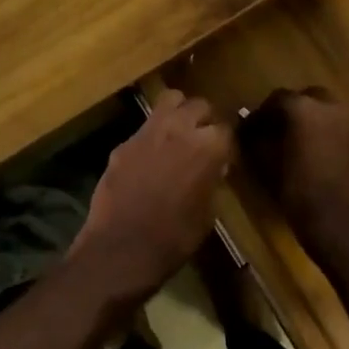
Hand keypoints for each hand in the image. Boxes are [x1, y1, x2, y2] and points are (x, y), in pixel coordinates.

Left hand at [70, 91, 232, 303]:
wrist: (122, 247)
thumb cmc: (174, 238)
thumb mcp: (207, 213)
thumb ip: (211, 181)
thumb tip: (213, 168)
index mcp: (208, 147)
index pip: (226, 128)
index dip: (226, 144)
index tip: (224, 157)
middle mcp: (179, 129)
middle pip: (199, 105)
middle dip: (204, 119)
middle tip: (203, 139)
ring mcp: (147, 131)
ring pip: (169, 100)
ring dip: (178, 112)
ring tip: (178, 133)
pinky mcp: (123, 142)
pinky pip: (144, 127)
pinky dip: (152, 135)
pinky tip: (150, 156)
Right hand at [240, 87, 348, 280]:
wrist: (342, 225)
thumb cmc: (298, 192)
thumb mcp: (266, 164)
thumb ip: (256, 140)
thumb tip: (249, 130)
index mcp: (305, 108)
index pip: (278, 98)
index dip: (262, 114)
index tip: (252, 130)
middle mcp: (333, 108)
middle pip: (309, 98)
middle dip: (293, 110)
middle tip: (279, 131)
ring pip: (330, 113)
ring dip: (315, 122)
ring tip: (302, 144)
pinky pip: (345, 132)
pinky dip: (332, 138)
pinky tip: (323, 159)